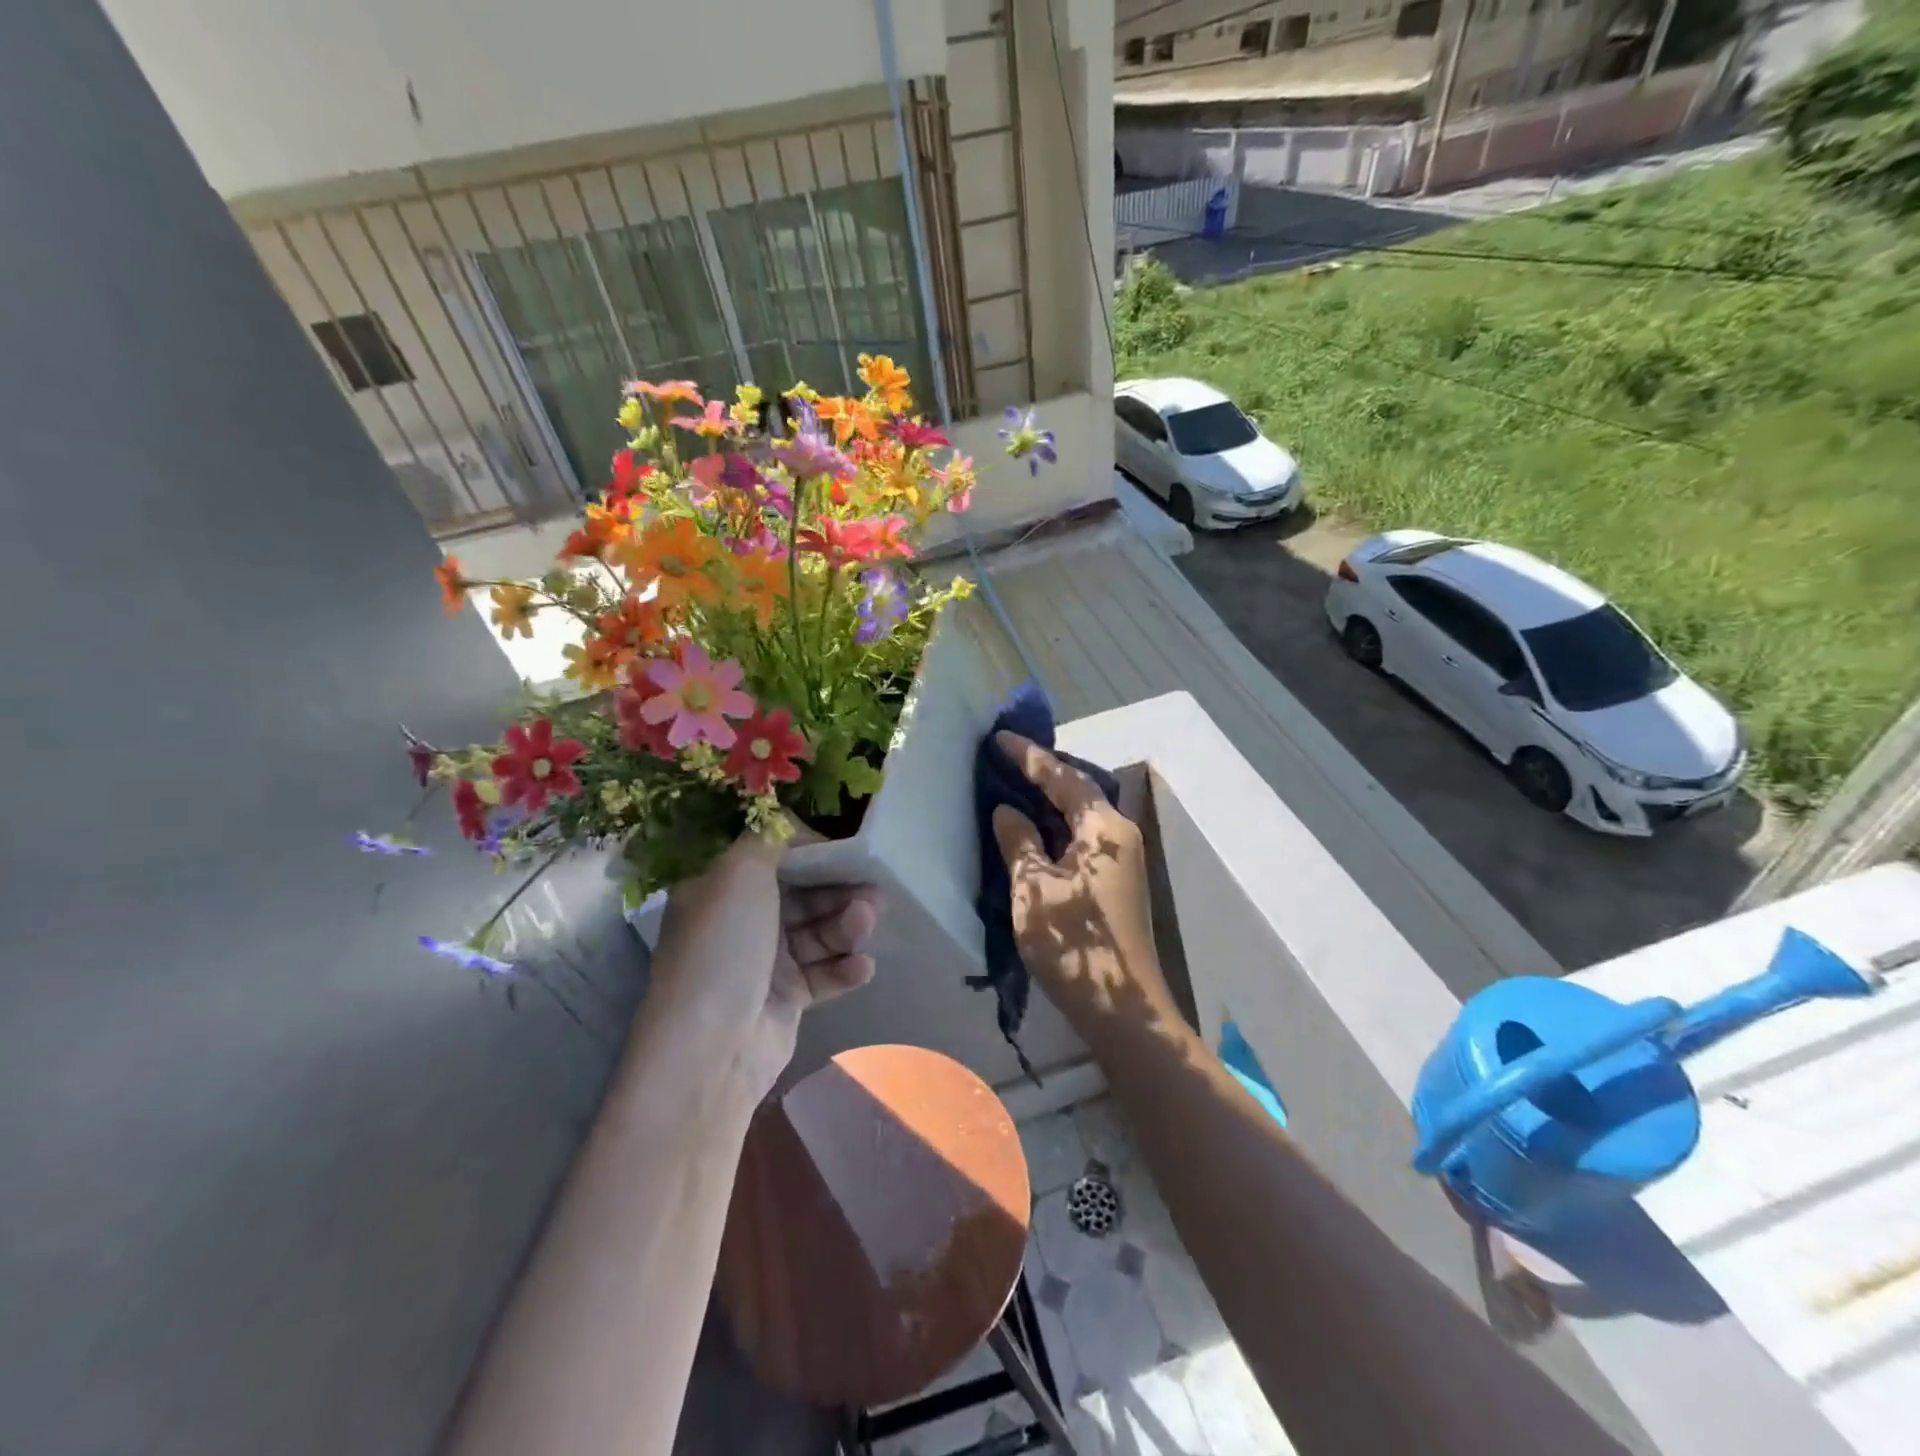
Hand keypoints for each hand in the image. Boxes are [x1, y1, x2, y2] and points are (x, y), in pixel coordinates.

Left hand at [647, 833, 881, 1105]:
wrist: (712, 1048)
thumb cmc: (724, 947)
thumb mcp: (739, 874)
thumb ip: (770, 838)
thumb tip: (793, 822)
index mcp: (720, 888)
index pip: (772, 858)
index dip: (810, 851)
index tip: (845, 848)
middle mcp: (740, 922)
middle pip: (801, 895)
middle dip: (838, 890)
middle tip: (873, 889)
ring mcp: (763, 962)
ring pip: (817, 932)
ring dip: (846, 926)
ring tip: (867, 923)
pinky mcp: (786, 998)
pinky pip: (823, 973)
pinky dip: (844, 968)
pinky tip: (862, 967)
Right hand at [990, 733, 1178, 1041]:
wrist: (1123, 1010)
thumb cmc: (1074, 942)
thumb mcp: (1033, 887)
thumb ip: (1018, 841)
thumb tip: (1007, 811)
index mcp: (1103, 828)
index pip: (1062, 778)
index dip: (1029, 756)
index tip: (999, 737)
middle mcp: (1119, 835)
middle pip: (1076, 793)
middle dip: (1041, 775)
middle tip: (1004, 759)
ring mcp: (1121, 861)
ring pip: (1078, 819)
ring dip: (1047, 804)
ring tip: (1012, 787)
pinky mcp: (1115, 884)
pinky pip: (1080, 842)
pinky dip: (1054, 831)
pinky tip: (1031, 834)